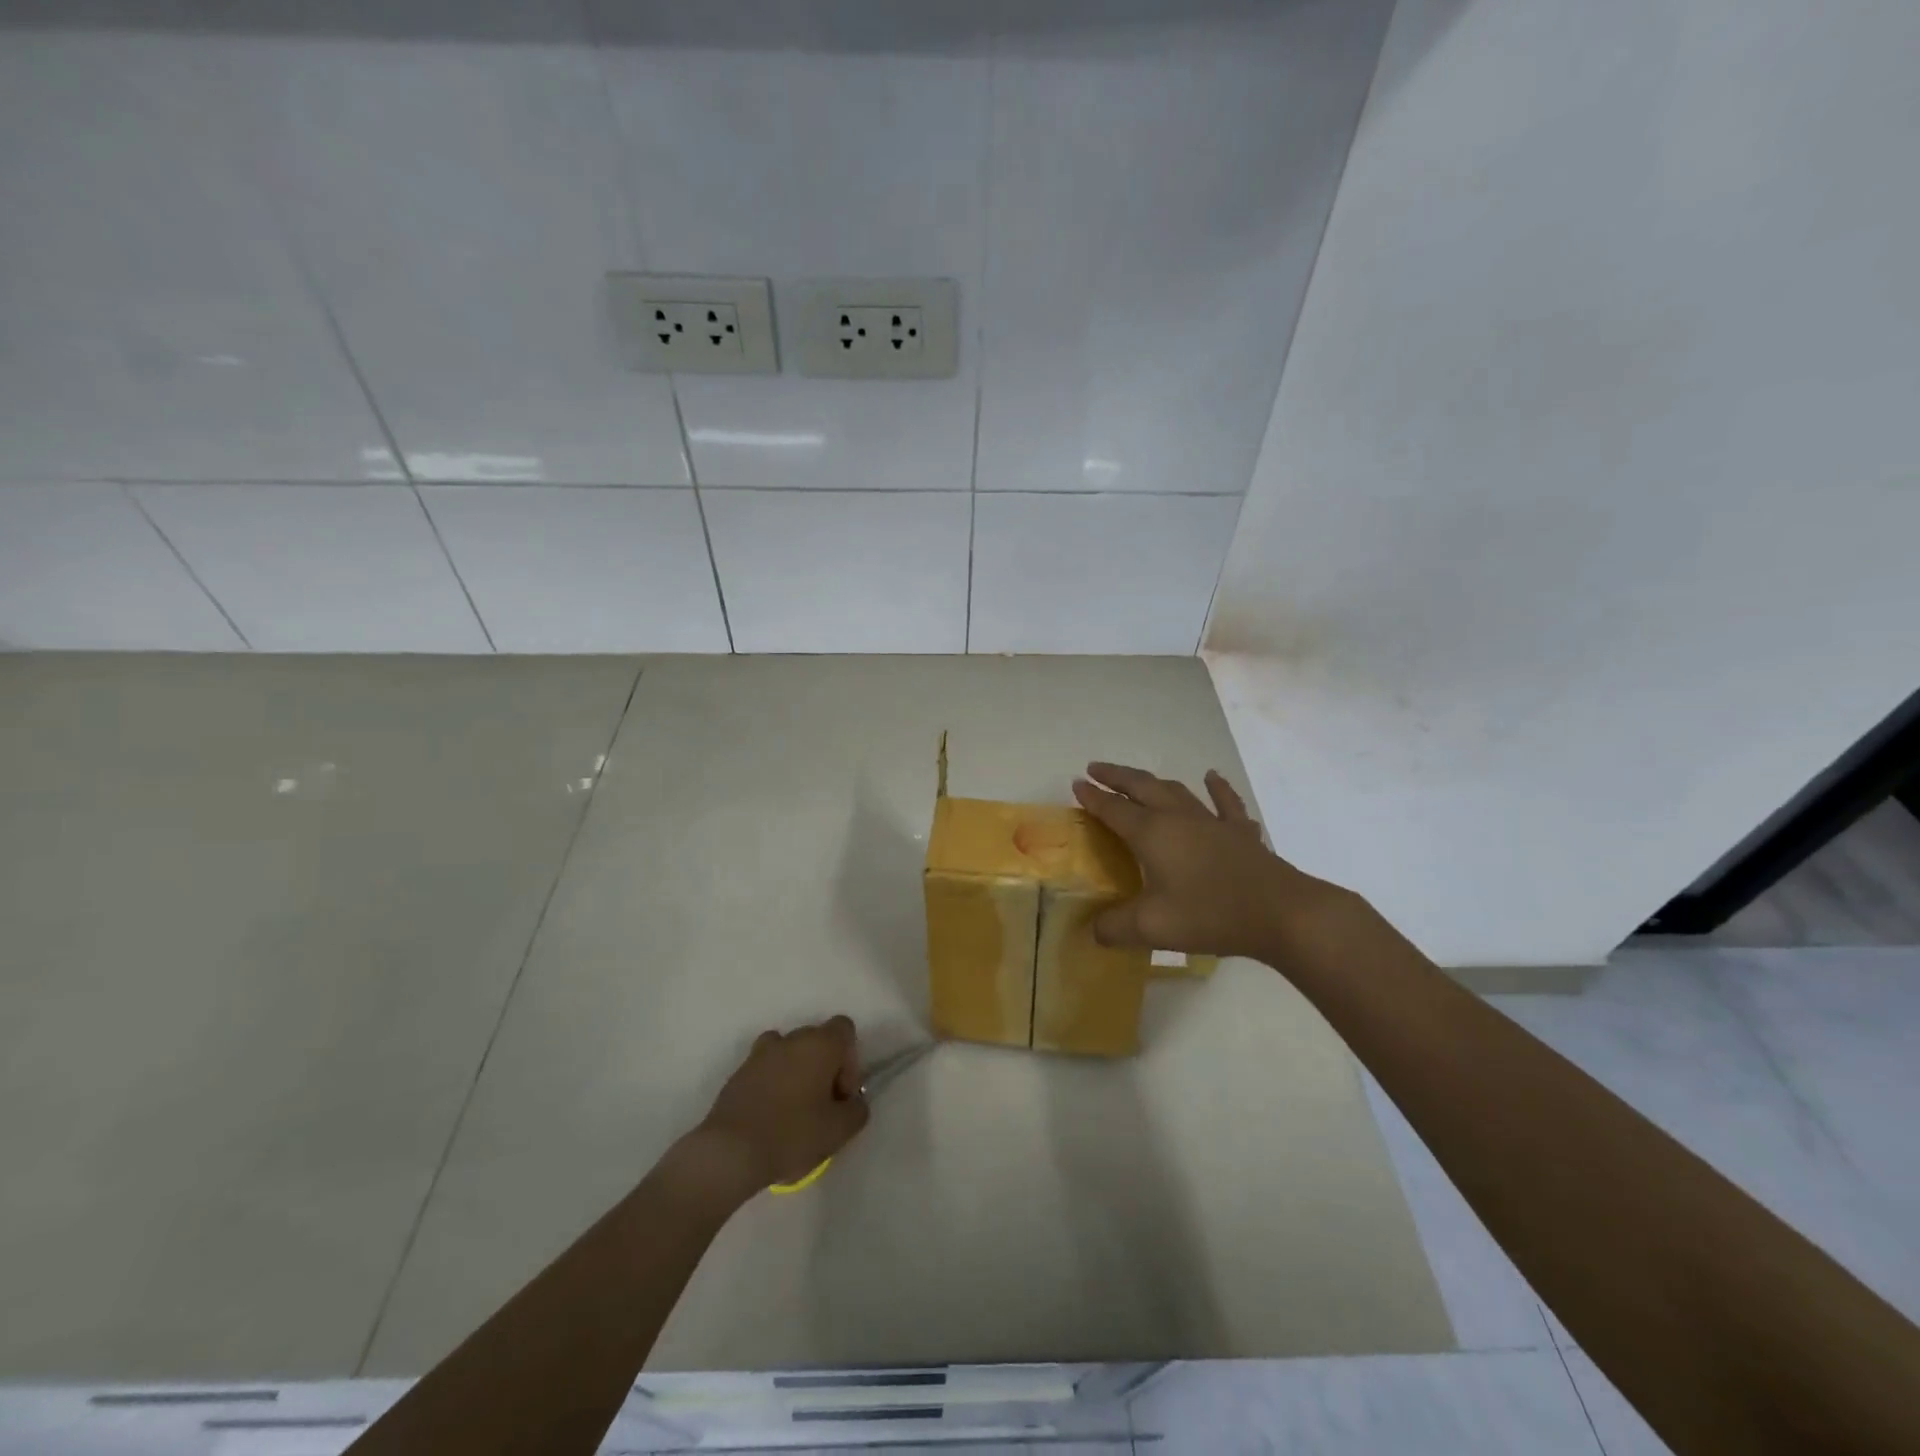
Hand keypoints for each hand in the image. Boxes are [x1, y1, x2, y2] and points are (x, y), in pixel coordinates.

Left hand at [692, 1015, 870, 1195]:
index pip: (844, 1029)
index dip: (850, 1059)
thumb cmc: (792, 1135)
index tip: (841, 1093)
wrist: (730, 1152)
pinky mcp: (738, 1072)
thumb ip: (857, 1110)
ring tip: (794, 1109)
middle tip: (822, 1106)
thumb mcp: (840, 1130)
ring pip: (789, 1053)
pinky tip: (770, 1117)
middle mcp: (791, 1038)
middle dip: (824, 1067)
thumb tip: (853, 1103)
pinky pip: (765, 1069)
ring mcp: (760, 1053)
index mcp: (820, 1044)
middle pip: (817, 1040)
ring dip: (796, 1072)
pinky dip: (772, 1084)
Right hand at [1072, 763, 1344, 957]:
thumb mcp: (1152, 927)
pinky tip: (1212, 777)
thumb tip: (1093, 931)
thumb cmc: (1211, 914)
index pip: (1114, 809)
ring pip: (1176, 790)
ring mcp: (1212, 821)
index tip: (1076, 783)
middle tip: (1096, 769)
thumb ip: (1115, 928)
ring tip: (1139, 778)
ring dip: (1153, 781)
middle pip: (1141, 787)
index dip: (1093, 797)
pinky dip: (1216, 788)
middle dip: (1116, 776)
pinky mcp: (1240, 833)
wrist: (1281, 913)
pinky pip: (1225, 802)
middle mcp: (1178, 818)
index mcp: (1153, 834)